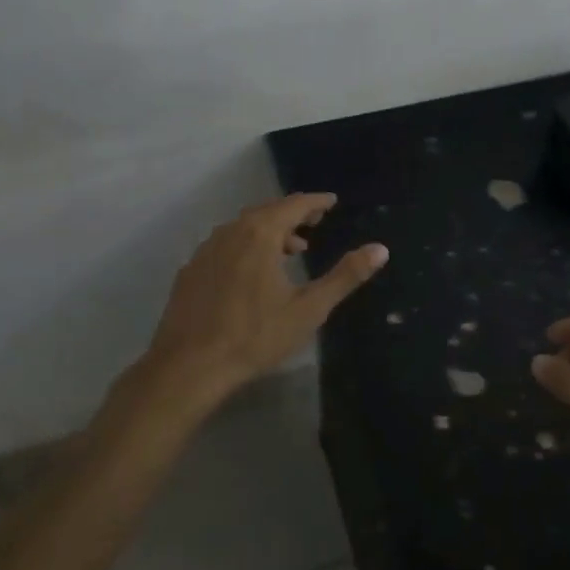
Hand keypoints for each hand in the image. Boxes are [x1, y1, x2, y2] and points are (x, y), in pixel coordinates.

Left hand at [139, 193, 387, 408]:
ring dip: (269, 231)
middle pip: (266, 212)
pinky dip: (245, 246)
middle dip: (293, 214)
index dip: (315, 202)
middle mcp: (231, 233)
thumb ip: (345, 276)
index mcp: (260, 234)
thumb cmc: (255, 336)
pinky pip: (224, 245)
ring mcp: (206, 251)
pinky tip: (251, 272)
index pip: (293, 205)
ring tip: (290, 250)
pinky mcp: (190, 272)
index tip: (331, 202)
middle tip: (314, 223)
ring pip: (243, 228)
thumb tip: (381, 249)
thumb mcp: (309, 308)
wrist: (189, 367)